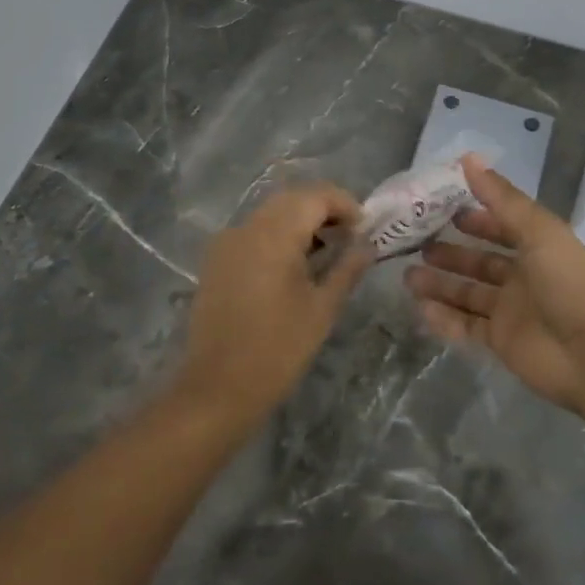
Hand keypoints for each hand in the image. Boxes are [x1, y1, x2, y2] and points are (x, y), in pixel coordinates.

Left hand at [174, 183, 372, 426]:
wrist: (217, 389)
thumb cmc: (278, 350)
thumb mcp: (322, 309)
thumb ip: (347, 268)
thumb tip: (368, 244)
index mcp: (274, 234)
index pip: (316, 195)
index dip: (345, 203)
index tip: (365, 228)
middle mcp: (247, 227)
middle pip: (292, 198)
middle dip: (324, 208)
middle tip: (350, 236)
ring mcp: (227, 241)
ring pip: (271, 212)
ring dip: (301, 220)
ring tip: (326, 251)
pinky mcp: (216, 259)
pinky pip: (254, 231)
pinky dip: (278, 234)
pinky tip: (294, 264)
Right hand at [404, 157, 584, 418]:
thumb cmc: (569, 283)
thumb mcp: (538, 231)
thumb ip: (501, 198)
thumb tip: (467, 158)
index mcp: (537, 247)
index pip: (500, 227)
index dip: (473, 219)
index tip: (439, 209)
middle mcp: (523, 277)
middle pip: (479, 262)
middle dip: (449, 253)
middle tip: (414, 244)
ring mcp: (511, 312)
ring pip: (467, 294)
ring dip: (439, 285)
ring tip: (407, 276)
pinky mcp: (501, 343)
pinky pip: (466, 327)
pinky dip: (444, 319)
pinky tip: (419, 308)